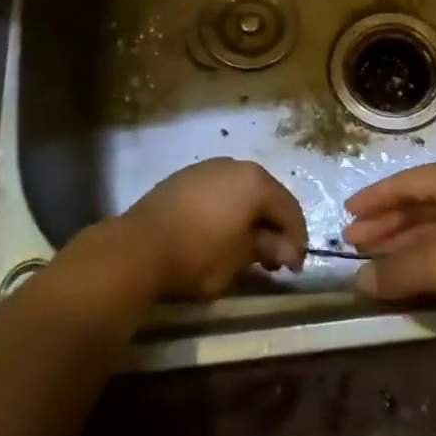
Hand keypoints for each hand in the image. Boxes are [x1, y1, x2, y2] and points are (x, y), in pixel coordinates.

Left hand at [122, 158, 308, 300]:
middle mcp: (235, 166)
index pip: (289, 210)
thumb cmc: (198, 254)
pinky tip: (219, 234)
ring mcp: (207, 169)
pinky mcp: (184, 178)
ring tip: (245, 249)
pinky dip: (226, 212)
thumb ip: (267, 249)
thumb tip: (286, 250)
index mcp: (256, 182)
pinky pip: (217, 193)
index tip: (293, 269)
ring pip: (241, 193)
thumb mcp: (240, 258)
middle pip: (266, 197)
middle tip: (273, 261)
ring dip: (249, 219)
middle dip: (273, 228)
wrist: (139, 247)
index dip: (296, 241)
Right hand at [344, 160, 435, 360]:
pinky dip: (423, 260)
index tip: (347, 214)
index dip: (375, 198)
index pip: (408, 182)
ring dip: (401, 244)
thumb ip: (393, 270)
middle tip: (353, 242)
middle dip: (385, 223)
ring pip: (433, 228)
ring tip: (370, 261)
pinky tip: (402, 276)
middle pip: (419, 204)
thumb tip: (356, 282)